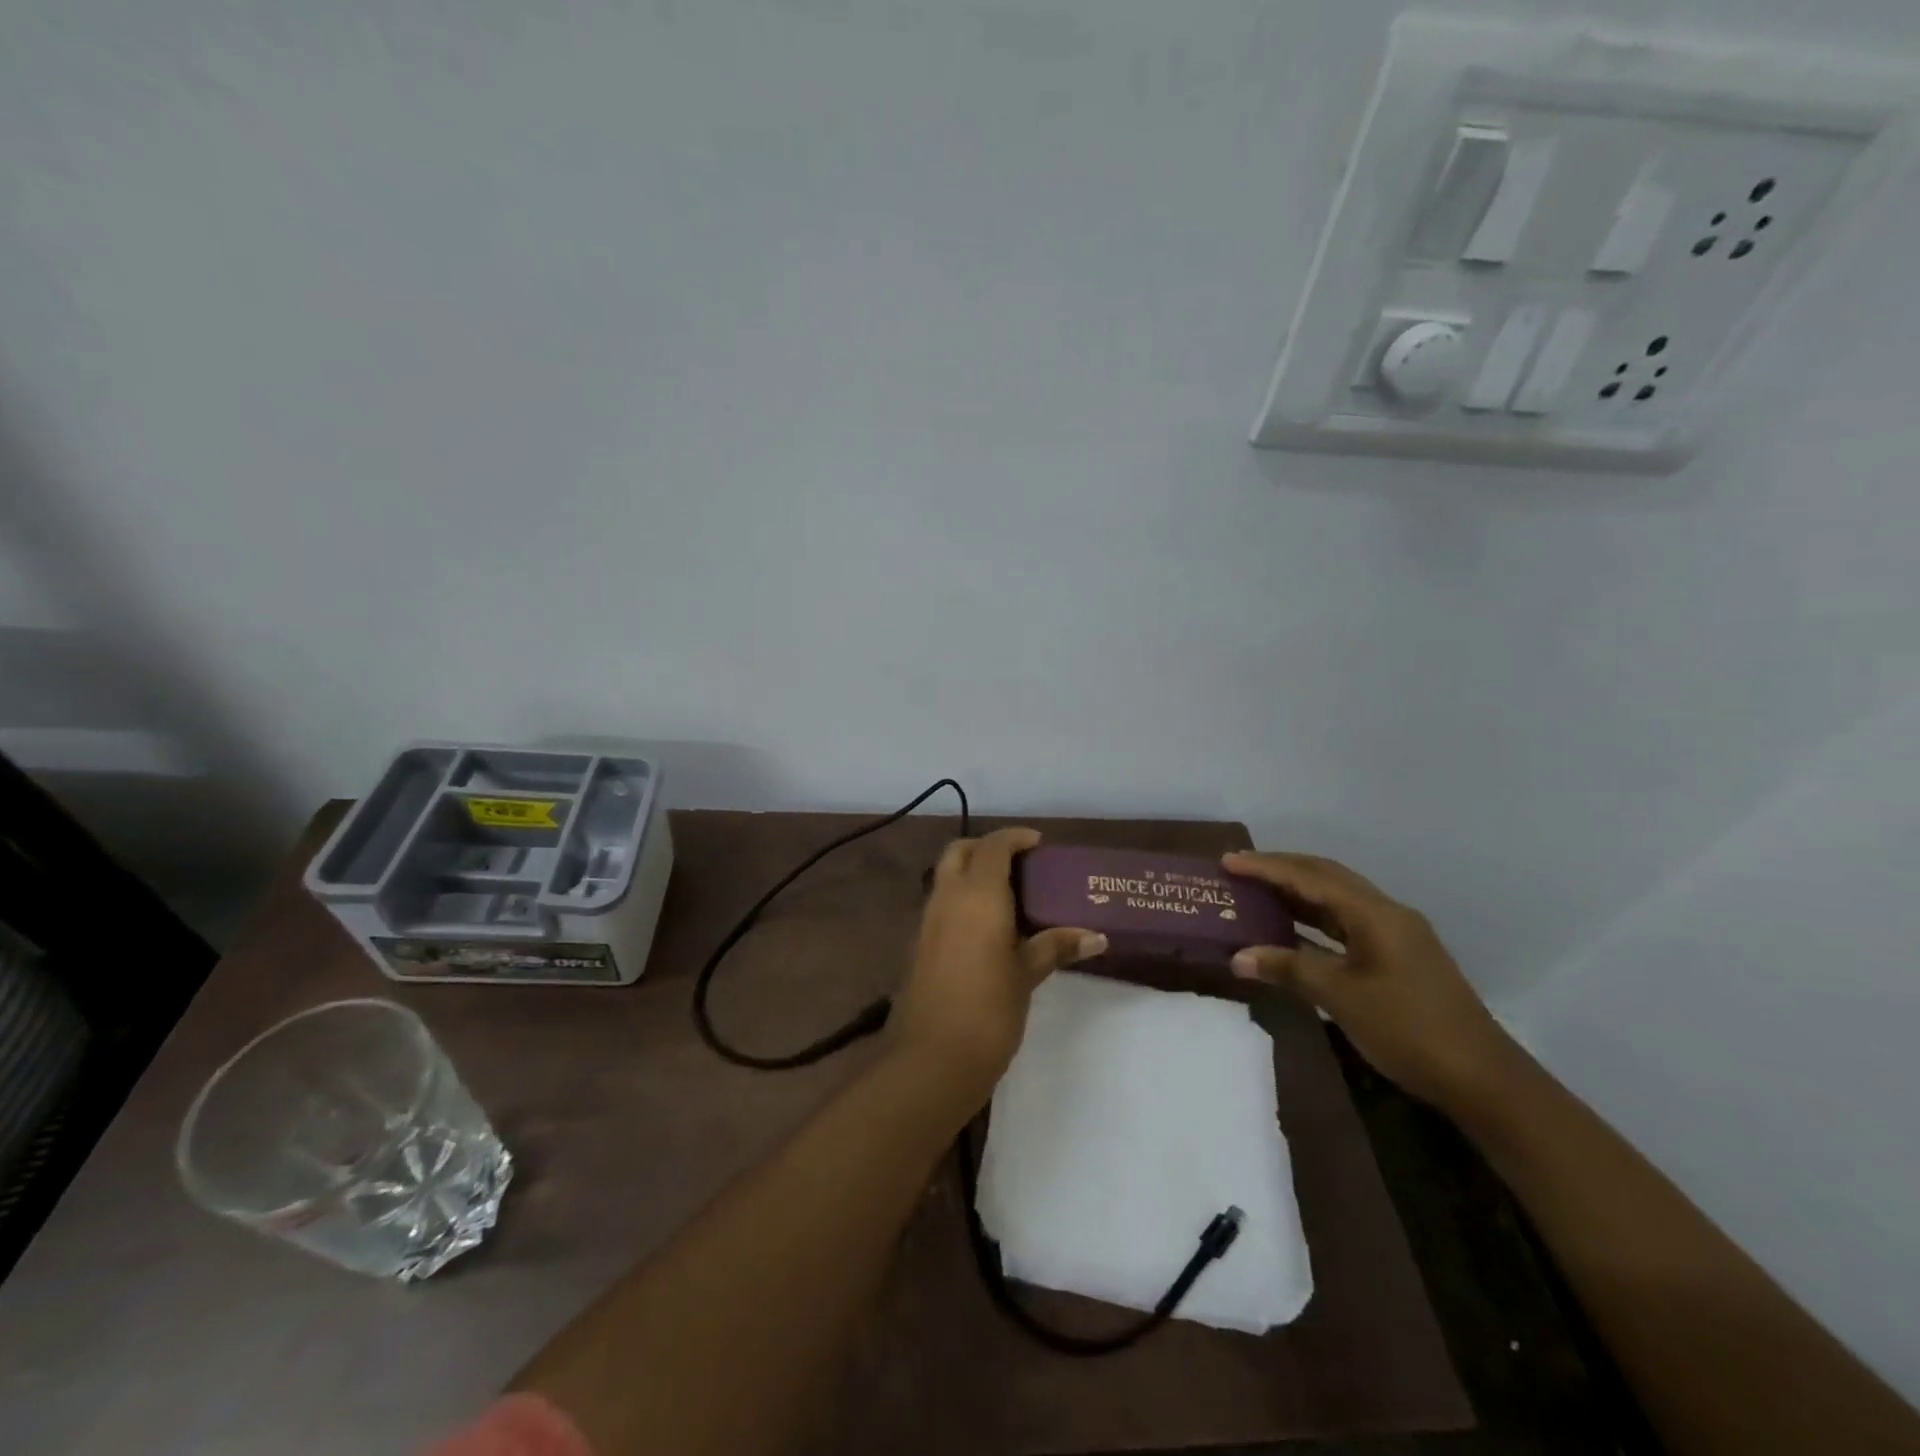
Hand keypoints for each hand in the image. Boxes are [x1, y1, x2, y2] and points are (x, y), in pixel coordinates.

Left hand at [892, 828, 1106, 1101]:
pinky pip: (940, 902)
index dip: (1015, 838)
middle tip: (1020, 865)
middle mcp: (947, 897)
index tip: (1039, 845)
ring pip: (946, 875)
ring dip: (972, 872)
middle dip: (987, 848)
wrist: (930, 1060)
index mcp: (977, 895)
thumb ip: (1055, 947)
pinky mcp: (918, 943)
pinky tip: (986, 927)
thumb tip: (1096, 936)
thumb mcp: (1026, 976)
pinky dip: (961, 898)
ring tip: (1009, 895)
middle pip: (960, 851)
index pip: (993, 846)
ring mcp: (927, 920)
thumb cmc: (988, 1011)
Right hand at [1222, 851, 1518, 1115]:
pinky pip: (1346, 922)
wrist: (1482, 1078)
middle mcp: (1386, 913)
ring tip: (1256, 891)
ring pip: (1337, 898)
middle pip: (1326, 876)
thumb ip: (1288, 969)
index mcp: (1374, 914)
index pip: (1310, 878)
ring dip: (1297, 892)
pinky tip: (1291, 929)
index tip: (1227, 862)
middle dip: (1281, 869)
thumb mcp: (1340, 997)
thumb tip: (1237, 956)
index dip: (1266, 868)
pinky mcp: (1397, 956)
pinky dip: (1314, 919)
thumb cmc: (1408, 1029)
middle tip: (1239, 869)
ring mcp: (1395, 934)